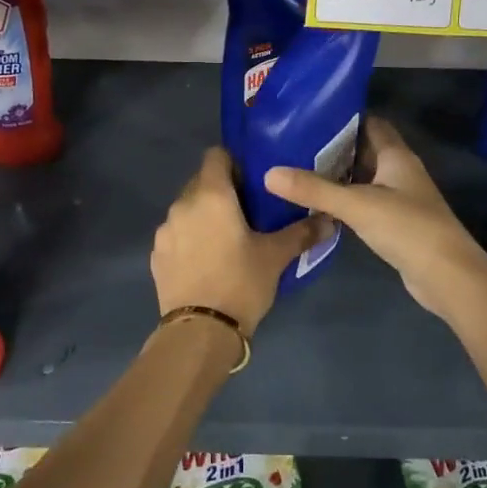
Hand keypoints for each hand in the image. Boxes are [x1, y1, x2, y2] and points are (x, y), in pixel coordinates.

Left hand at [152, 148, 324, 334]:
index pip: (216, 155)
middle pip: (201, 182)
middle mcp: (182, 205)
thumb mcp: (276, 257)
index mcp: (211, 195)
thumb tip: (330, 220)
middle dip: (222, 191)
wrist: (200, 332)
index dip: (234, 162)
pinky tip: (206, 261)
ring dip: (204, 216)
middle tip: (247, 212)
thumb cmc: (241, 283)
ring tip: (227, 239)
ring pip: (187, 210)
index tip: (253, 181)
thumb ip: (302, 233)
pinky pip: (176, 235)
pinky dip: (190, 239)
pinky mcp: (156, 255)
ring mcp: (164, 231)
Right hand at [264, 117, 486, 317]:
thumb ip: (314, 188)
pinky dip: (345, 202)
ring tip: (297, 172)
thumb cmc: (407, 228)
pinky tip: (319, 206)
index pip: (370, 124)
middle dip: (333, 148)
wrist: (448, 276)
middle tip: (293, 146)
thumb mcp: (356, 205)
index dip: (344, 118)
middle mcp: (399, 172)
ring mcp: (399, 199)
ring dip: (337, 176)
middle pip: (364, 151)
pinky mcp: (395, 224)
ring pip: (363, 179)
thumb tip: (269, 173)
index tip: (309, 117)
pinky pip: (365, 204)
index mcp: (396, 156)